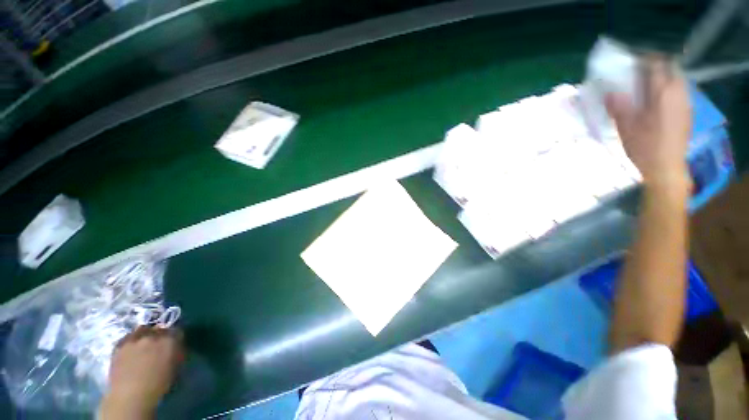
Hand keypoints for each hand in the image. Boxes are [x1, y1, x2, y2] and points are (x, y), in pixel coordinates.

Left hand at [100, 327, 183, 418]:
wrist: (130, 395)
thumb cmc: (158, 384)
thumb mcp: (175, 367)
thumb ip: (177, 352)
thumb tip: (176, 346)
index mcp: (170, 340)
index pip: (177, 330)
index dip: (176, 336)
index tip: (175, 342)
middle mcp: (153, 335)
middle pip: (159, 327)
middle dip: (160, 334)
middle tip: (159, 343)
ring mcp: (135, 338)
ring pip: (142, 329)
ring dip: (145, 334)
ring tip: (144, 344)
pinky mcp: (120, 344)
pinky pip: (128, 337)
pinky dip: (131, 341)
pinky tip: (131, 350)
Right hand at [605, 56, 691, 190]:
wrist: (666, 167)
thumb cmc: (644, 146)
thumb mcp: (625, 126)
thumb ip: (618, 106)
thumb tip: (610, 92)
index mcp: (662, 92)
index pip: (656, 64)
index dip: (644, 59)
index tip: (631, 63)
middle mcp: (678, 92)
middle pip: (670, 68)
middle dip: (655, 67)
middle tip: (639, 75)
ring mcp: (685, 102)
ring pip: (676, 79)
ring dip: (663, 78)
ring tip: (647, 87)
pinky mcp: (687, 112)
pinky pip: (679, 91)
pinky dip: (668, 89)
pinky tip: (658, 101)